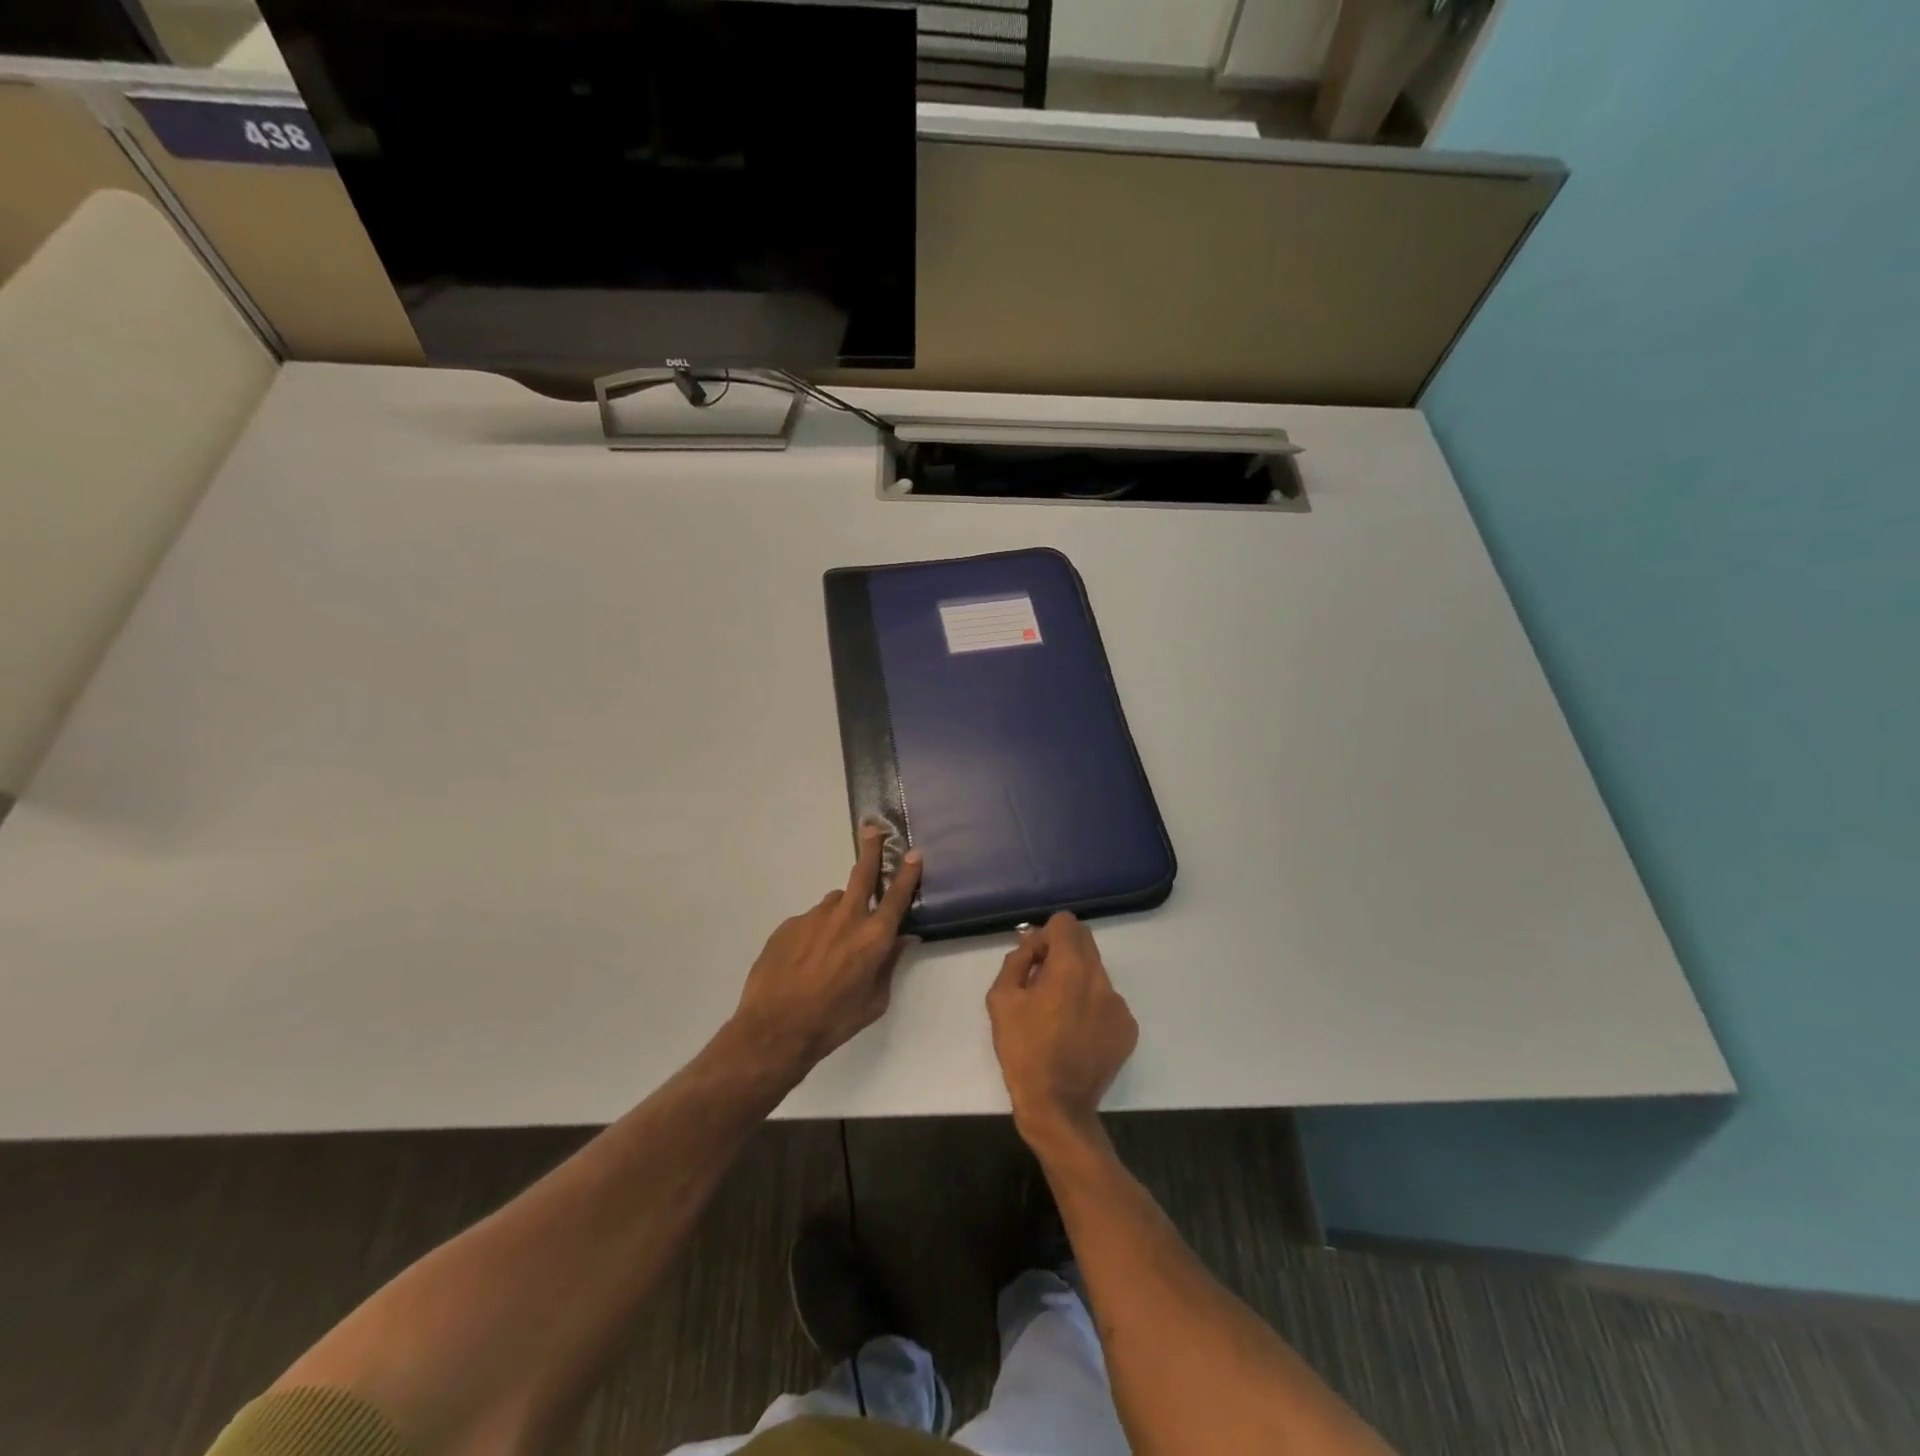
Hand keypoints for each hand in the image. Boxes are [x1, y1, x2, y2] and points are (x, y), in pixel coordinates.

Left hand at [731, 826, 922, 1074]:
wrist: (775, 1029)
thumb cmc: (833, 1021)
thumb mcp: (874, 1002)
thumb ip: (889, 964)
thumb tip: (903, 939)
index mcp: (873, 938)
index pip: (897, 897)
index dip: (907, 872)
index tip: (914, 852)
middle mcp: (846, 918)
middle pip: (862, 873)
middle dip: (871, 848)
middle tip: (873, 829)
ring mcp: (814, 918)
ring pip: (834, 903)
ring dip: (840, 913)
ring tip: (830, 946)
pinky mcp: (788, 924)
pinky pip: (810, 922)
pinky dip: (814, 934)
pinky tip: (804, 961)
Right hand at [987, 912, 1138, 1145]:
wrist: (1057, 1106)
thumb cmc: (1023, 1050)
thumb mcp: (1001, 999)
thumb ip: (1017, 960)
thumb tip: (1031, 945)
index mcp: (1071, 968)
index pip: (1066, 923)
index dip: (1045, 936)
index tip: (1034, 961)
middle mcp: (1101, 979)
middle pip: (1084, 942)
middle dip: (1061, 952)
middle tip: (1041, 982)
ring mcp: (1119, 1005)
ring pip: (1095, 972)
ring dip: (1076, 979)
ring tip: (1057, 1013)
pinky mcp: (1128, 1029)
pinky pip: (1107, 1000)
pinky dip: (1091, 1005)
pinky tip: (1075, 1032)